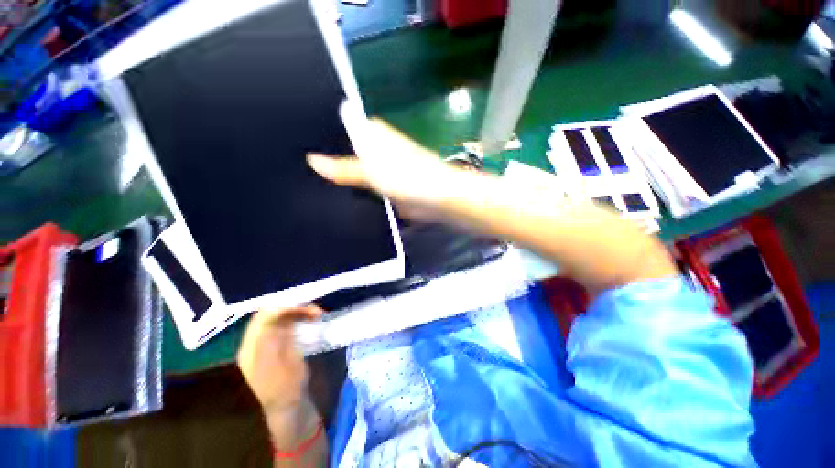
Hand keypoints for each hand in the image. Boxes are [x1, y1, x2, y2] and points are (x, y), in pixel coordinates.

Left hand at [237, 306, 322, 412]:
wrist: (289, 403)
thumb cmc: (286, 387)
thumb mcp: (280, 366)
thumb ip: (274, 341)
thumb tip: (273, 317)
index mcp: (250, 348)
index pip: (262, 319)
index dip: (281, 308)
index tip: (304, 307)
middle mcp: (256, 340)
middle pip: (271, 313)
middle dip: (293, 306)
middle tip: (314, 309)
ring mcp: (268, 339)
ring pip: (282, 314)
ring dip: (300, 310)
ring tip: (317, 313)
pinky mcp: (279, 339)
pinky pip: (288, 321)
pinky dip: (301, 316)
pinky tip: (312, 318)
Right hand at [307, 118, 466, 220]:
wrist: (437, 200)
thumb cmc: (410, 177)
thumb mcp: (373, 170)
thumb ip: (344, 168)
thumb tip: (311, 160)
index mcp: (371, 135)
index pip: (338, 129)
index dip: (318, 136)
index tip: (292, 144)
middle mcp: (373, 151)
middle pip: (344, 154)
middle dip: (326, 163)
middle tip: (296, 174)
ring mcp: (378, 172)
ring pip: (353, 175)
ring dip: (338, 183)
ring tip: (307, 190)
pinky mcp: (383, 191)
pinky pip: (363, 193)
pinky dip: (352, 197)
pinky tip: (332, 204)